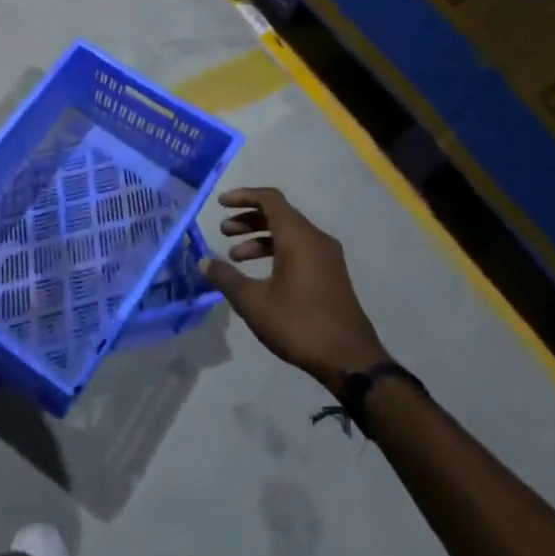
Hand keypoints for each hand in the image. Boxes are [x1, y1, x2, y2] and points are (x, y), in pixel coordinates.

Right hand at [202, 187, 388, 393]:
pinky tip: (259, 275)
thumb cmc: (298, 323)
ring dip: (259, 238)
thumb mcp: (253, 301)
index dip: (243, 196)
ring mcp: (327, 258)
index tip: (219, 205)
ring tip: (234, 257)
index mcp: (298, 237)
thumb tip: (204, 262)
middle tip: (223, 232)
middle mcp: (316, 240)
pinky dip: (275, 252)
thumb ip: (226, 277)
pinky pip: (299, 250)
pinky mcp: (331, 275)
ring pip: (289, 234)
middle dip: (247, 219)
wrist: (349, 359)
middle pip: (279, 215)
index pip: (270, 199)